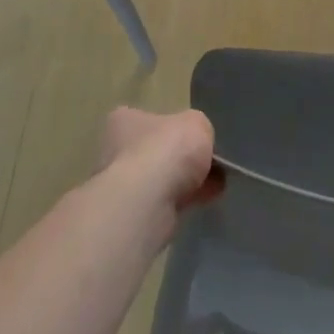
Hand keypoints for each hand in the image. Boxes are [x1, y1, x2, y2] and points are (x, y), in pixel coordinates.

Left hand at [98, 108, 220, 222]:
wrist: (149, 202)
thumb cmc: (167, 149)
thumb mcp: (196, 123)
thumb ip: (199, 129)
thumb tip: (199, 143)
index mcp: (125, 121)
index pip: (149, 119)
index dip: (174, 127)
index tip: (194, 138)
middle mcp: (117, 150)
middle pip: (156, 151)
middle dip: (182, 159)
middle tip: (210, 163)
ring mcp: (123, 185)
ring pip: (160, 179)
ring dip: (186, 182)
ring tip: (216, 183)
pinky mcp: (133, 214)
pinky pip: (165, 202)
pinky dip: (184, 200)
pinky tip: (206, 199)